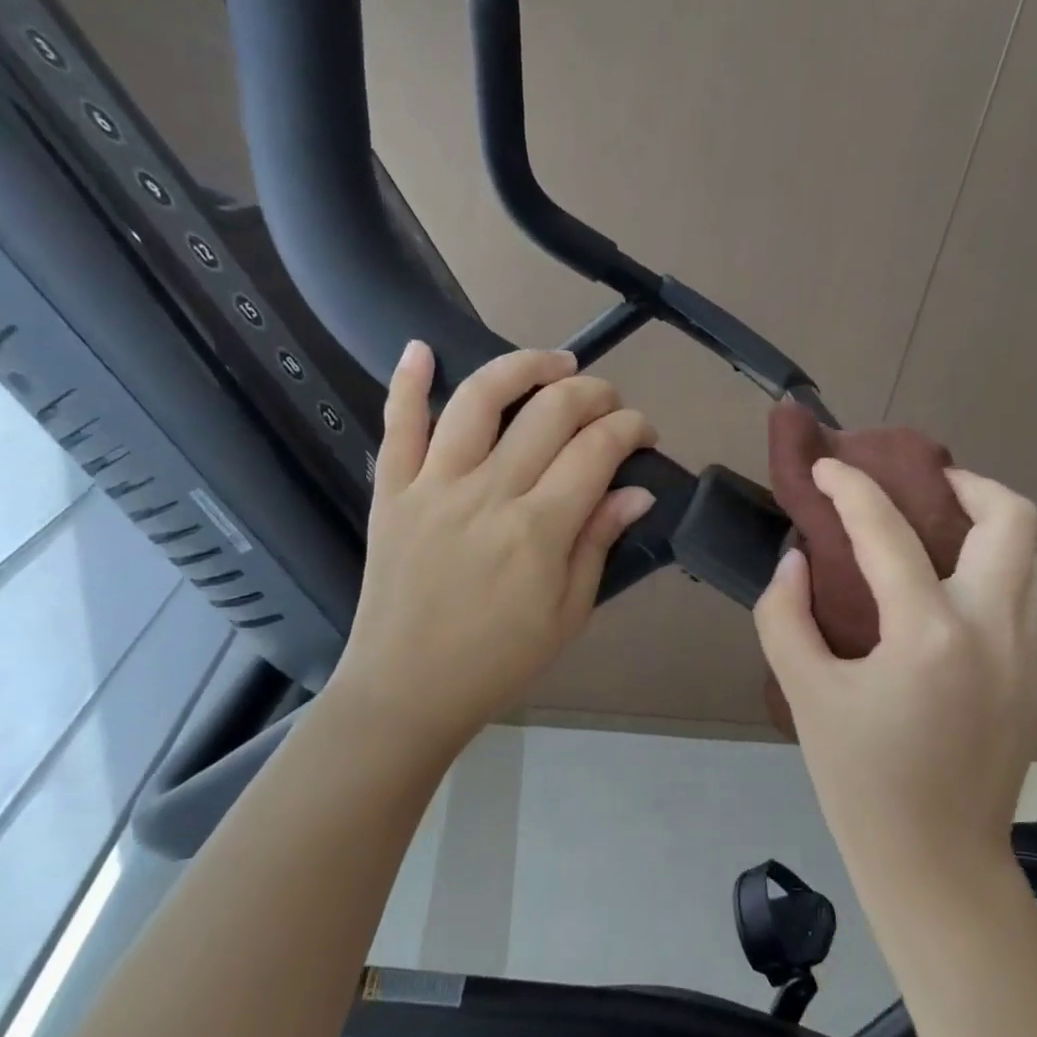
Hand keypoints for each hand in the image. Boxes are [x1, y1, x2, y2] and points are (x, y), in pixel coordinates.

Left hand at [326, 341, 657, 758]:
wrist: (407, 689)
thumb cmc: (499, 660)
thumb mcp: (568, 613)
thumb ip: (599, 543)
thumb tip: (637, 492)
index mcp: (539, 529)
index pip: (597, 450)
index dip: (630, 428)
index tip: (644, 433)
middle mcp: (489, 493)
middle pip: (550, 412)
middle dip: (592, 393)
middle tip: (609, 402)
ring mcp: (434, 486)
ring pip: (479, 399)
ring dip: (522, 367)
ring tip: (554, 363)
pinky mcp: (392, 491)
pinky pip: (398, 425)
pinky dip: (407, 381)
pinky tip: (423, 347)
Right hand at [755, 459, 1036, 896]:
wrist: (936, 861)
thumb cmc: (860, 781)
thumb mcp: (804, 694)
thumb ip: (785, 616)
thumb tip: (797, 560)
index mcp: (929, 634)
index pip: (889, 532)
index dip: (851, 488)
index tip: (827, 467)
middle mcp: (995, 630)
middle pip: (1013, 519)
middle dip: (967, 484)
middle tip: (923, 489)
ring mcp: (1029, 654)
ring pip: (1034, 558)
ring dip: (991, 529)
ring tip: (943, 536)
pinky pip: (1029, 600)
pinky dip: (997, 575)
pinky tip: (952, 600)